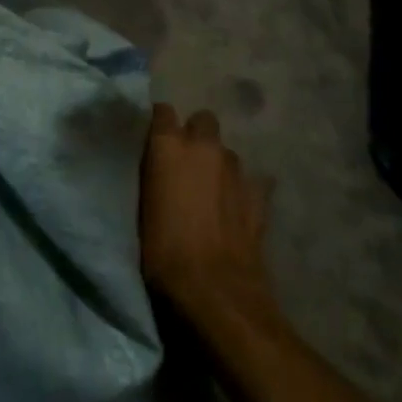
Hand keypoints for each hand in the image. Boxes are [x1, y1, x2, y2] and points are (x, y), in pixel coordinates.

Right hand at [140, 104, 275, 322]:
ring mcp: (236, 168)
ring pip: (227, 151)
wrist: (215, 290)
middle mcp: (204, 146)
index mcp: (168, 145)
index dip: (160, 124)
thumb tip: (155, 166)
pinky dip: (244, 189)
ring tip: (212, 190)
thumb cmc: (163, 251)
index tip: (154, 141)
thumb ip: (152, 174)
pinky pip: (253, 180)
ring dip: (219, 164)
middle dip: (196, 135)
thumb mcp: (142, 207)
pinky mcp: (260, 195)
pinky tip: (237, 208)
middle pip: (202, 120)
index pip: (162, 111)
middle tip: (186, 163)